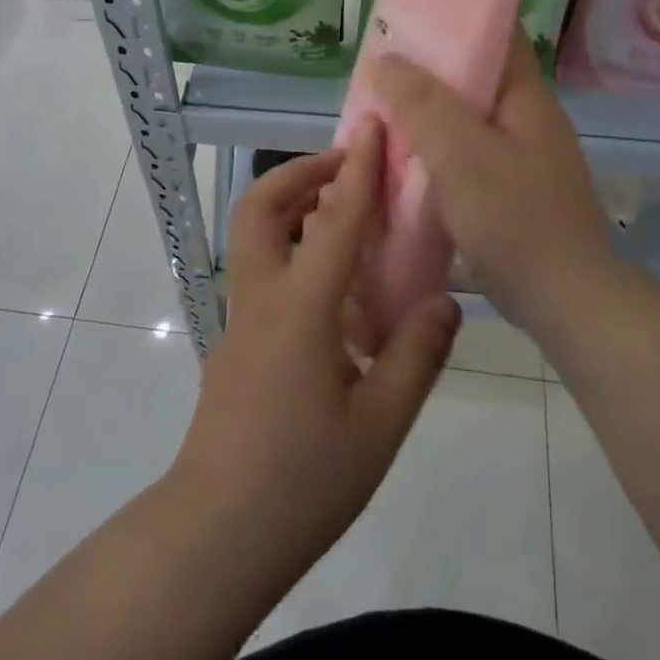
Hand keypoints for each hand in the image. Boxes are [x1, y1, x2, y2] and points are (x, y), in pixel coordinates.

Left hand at [168, 122, 461, 583]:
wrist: (215, 535)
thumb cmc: (302, 481)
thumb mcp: (380, 424)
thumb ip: (416, 354)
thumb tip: (444, 300)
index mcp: (302, 306)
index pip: (336, 217)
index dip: (359, 166)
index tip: (374, 124)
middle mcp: (262, 295)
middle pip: (261, 205)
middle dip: (302, 171)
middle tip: (348, 168)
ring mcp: (239, 317)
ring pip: (252, 232)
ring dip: (291, 203)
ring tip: (344, 214)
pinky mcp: (234, 340)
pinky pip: (259, 266)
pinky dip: (290, 243)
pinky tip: (330, 281)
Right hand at [367, 28, 614, 328]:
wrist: (566, 302)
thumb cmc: (515, 219)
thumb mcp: (462, 155)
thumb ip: (422, 104)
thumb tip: (385, 59)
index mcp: (525, 96)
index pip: (496, 32)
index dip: (453, 16)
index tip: (407, 16)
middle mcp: (528, 117)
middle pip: (474, 75)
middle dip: (427, 70)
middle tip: (378, 70)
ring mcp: (523, 155)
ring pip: (466, 117)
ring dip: (428, 113)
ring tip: (382, 112)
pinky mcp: (512, 189)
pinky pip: (467, 153)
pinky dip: (436, 149)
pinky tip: (405, 161)